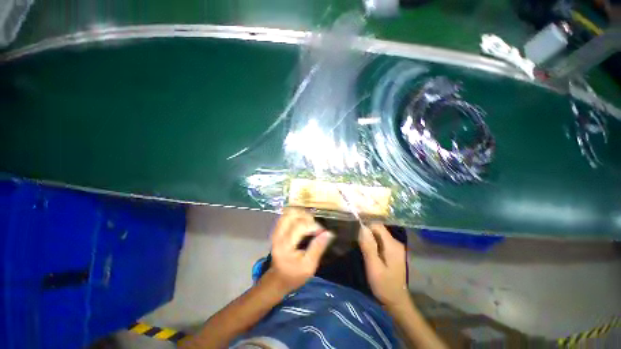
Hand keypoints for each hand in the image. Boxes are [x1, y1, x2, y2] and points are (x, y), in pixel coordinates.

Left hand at [267, 208, 333, 292]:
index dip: (314, 226)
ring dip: (301, 213)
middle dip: (307, 216)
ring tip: (310, 221)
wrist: (278, 279)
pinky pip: (285, 215)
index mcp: (286, 245)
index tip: (322, 232)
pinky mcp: (276, 230)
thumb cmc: (294, 275)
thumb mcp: (309, 266)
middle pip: (292, 214)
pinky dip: (296, 214)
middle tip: (315, 225)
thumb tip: (329, 233)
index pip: (300, 225)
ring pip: (288, 212)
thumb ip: (318, 248)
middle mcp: (278, 234)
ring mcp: (276, 231)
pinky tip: (303, 220)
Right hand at [358, 223, 408, 307]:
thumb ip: (368, 247)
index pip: (377, 225)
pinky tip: (367, 247)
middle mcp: (395, 243)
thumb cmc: (384, 286)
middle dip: (367, 230)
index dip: (366, 225)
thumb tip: (362, 227)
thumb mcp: (374, 267)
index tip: (355, 229)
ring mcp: (396, 247)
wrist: (397, 302)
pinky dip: (373, 241)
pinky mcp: (394, 252)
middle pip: (379, 229)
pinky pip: (381, 241)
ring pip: (379, 234)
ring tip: (358, 240)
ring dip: (369, 236)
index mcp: (392, 245)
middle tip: (355, 236)